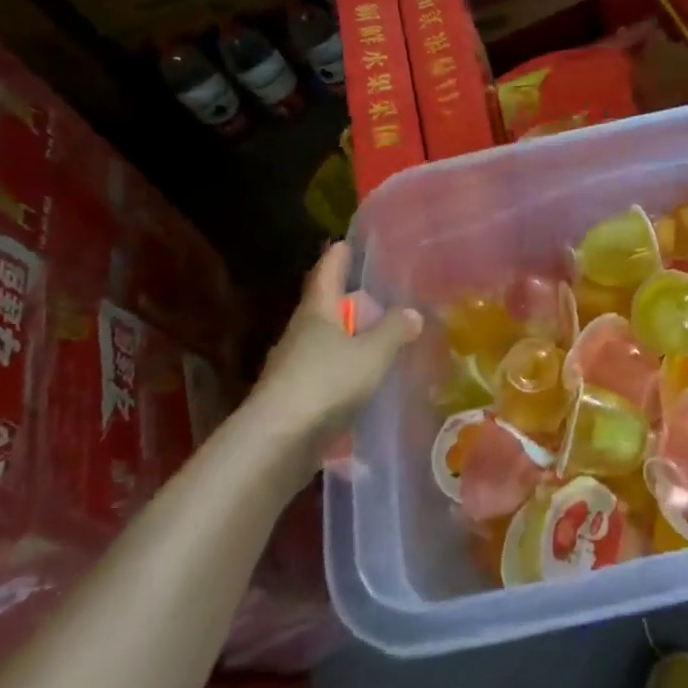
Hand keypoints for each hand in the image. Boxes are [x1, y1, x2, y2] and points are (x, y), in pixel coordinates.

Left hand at [249, 243, 421, 448]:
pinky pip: (324, 374)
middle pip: (324, 308)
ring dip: (346, 340)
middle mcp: (300, 333)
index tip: (346, 242)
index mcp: (317, 311)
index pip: (327, 272)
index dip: (338, 256)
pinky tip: (362, 382)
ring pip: (323, 343)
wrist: (275, 444)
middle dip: (347, 302)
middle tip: (376, 297)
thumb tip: (412, 312)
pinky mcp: (292, 400)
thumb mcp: (372, 353)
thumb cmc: (326, 383)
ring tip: (375, 340)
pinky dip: (343, 371)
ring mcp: (292, 367)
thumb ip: (394, 330)